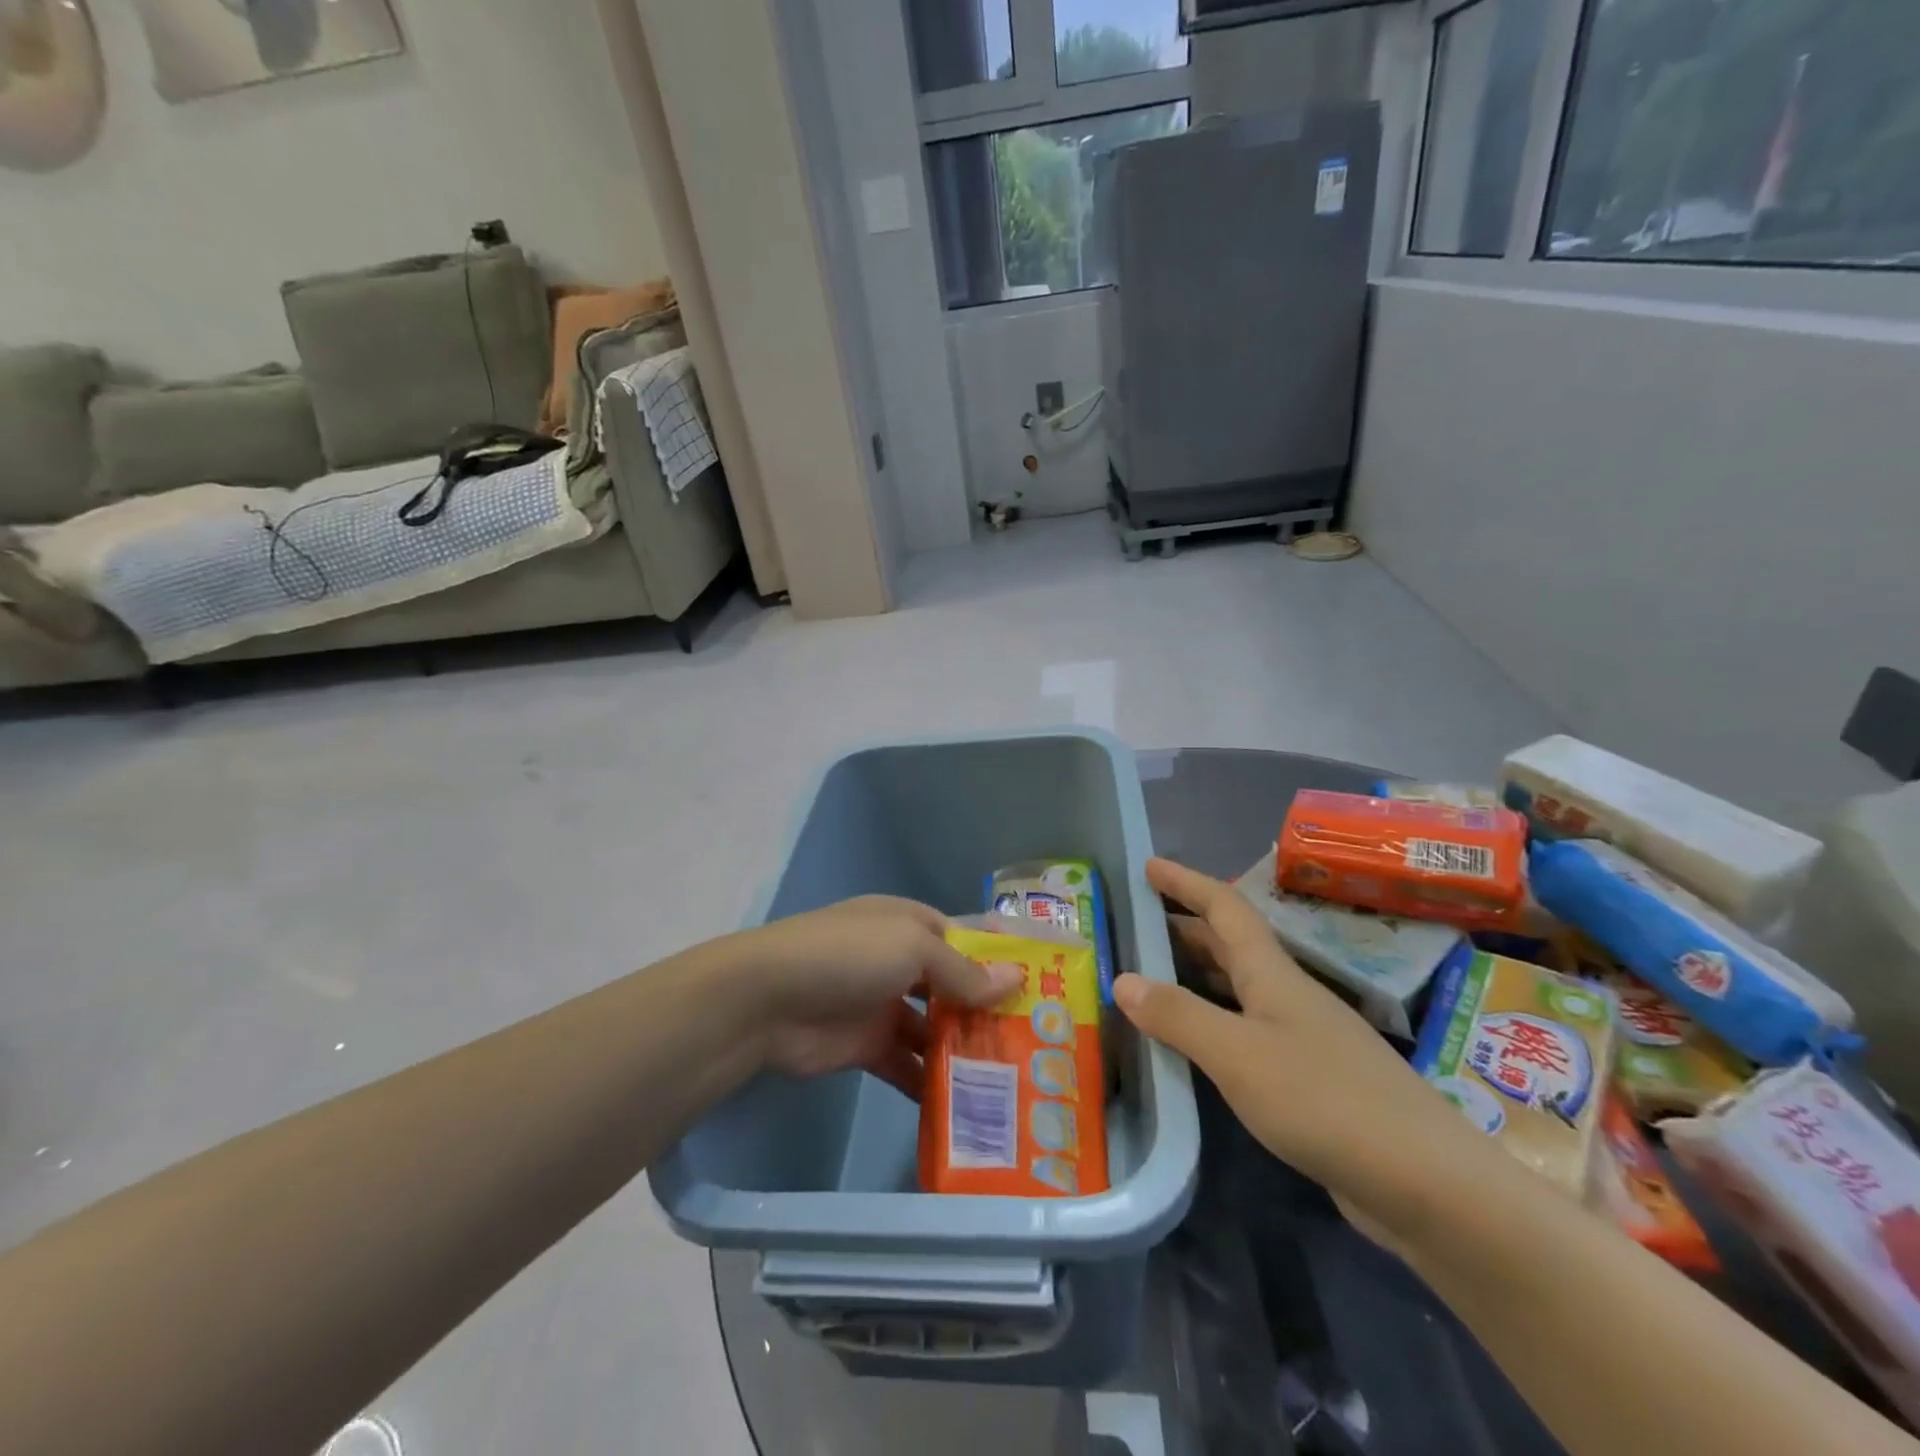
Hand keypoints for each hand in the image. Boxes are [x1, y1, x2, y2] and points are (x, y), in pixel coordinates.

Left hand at [735, 898, 1023, 1099]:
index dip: (1003, 956)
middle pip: (956, 985)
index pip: (967, 935)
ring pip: (936, 1028)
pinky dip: (932, 1083)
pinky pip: (909, 1065)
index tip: (1046, 981)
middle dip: (991, 1009)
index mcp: (910, 924)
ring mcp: (883, 1004)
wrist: (767, 1000)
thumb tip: (1016, 980)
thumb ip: (963, 970)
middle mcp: (900, 961)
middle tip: (1039, 1041)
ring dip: (966, 1050)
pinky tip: (967, 1106)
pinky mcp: (868, 1046)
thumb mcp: (913, 949)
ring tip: (1014, 1079)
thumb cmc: (848, 956)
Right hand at [1115, 859, 1481, 1234]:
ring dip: (1194, 975)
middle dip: (1182, 927)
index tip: (1148, 865)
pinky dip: (1211, 1023)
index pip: (1224, 908)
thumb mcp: (1238, 1054)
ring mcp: (1302, 1039)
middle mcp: (1287, 996)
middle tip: (1133, 927)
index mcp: (1272, 975)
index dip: (1186, 882)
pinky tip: (1192, 1045)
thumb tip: (1122, 978)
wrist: (1428, 1185)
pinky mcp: (1309, 1081)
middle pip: (1229, 946)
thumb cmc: (1326, 1101)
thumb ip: (1179, 1016)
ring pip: (1236, 989)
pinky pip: (1245, 1032)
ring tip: (1148, 978)